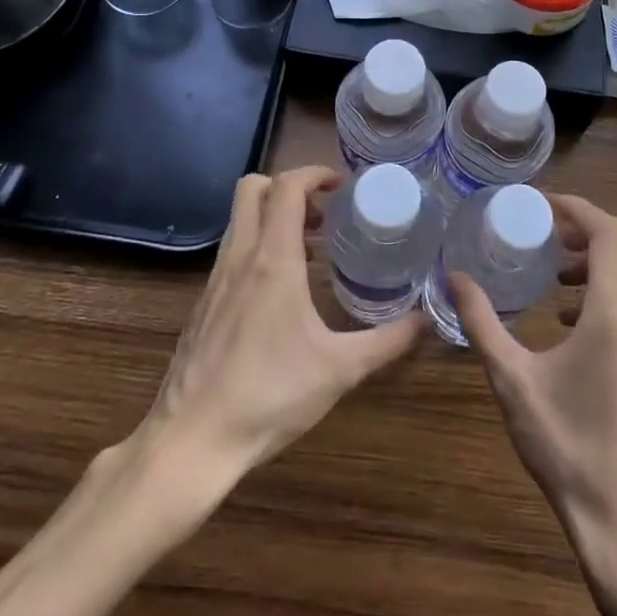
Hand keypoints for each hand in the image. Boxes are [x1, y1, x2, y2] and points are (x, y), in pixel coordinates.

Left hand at [148, 166, 424, 479]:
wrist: (190, 442)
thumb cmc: (269, 396)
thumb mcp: (340, 370)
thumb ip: (387, 341)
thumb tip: (425, 321)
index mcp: (272, 260)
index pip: (287, 187)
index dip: (315, 174)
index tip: (342, 185)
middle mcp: (240, 257)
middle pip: (252, 188)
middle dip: (289, 187)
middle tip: (323, 213)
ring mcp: (216, 280)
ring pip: (239, 220)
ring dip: (273, 217)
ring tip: (311, 251)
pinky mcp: (204, 304)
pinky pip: (232, 252)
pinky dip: (258, 247)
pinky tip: (281, 291)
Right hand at [448, 195, 616, 553]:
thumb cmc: (565, 446)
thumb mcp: (512, 381)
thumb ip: (482, 322)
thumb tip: (454, 276)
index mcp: (615, 312)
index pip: (609, 232)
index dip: (577, 208)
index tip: (542, 205)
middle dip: (604, 226)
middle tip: (559, 238)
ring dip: (607, 260)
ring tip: (557, 279)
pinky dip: (614, 290)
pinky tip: (570, 323)